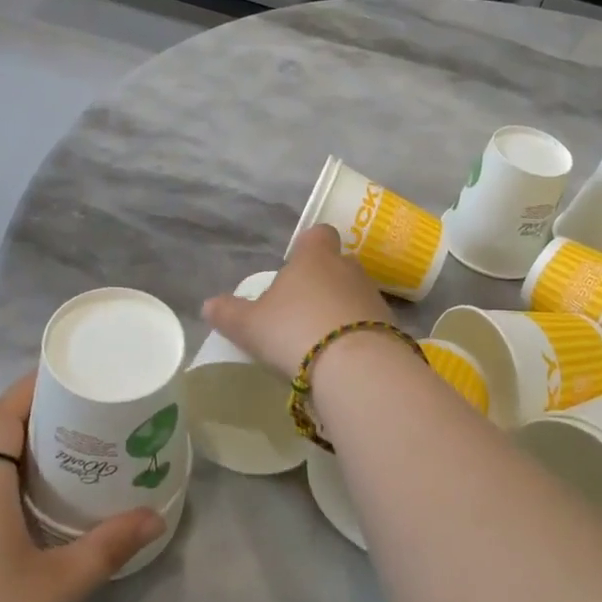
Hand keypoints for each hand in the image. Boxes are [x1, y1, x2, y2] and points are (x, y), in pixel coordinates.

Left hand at [0, 374, 164, 601]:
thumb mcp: (60, 585)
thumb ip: (109, 545)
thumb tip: (155, 517)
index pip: (1, 417)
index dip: (31, 390)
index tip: (69, 378)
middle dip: (38, 418)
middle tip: (87, 415)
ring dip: (26, 453)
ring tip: (74, 455)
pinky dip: (13, 485)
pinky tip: (42, 510)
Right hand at [202, 225, 395, 377]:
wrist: (355, 367)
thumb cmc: (294, 331)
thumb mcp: (250, 325)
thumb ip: (228, 313)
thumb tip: (208, 305)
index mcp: (314, 257)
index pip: (318, 234)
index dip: (309, 246)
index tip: (297, 264)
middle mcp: (348, 268)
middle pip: (338, 265)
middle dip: (324, 282)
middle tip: (302, 309)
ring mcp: (374, 297)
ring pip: (355, 294)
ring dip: (342, 310)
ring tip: (322, 339)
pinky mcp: (392, 326)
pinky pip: (370, 323)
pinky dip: (358, 335)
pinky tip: (343, 358)